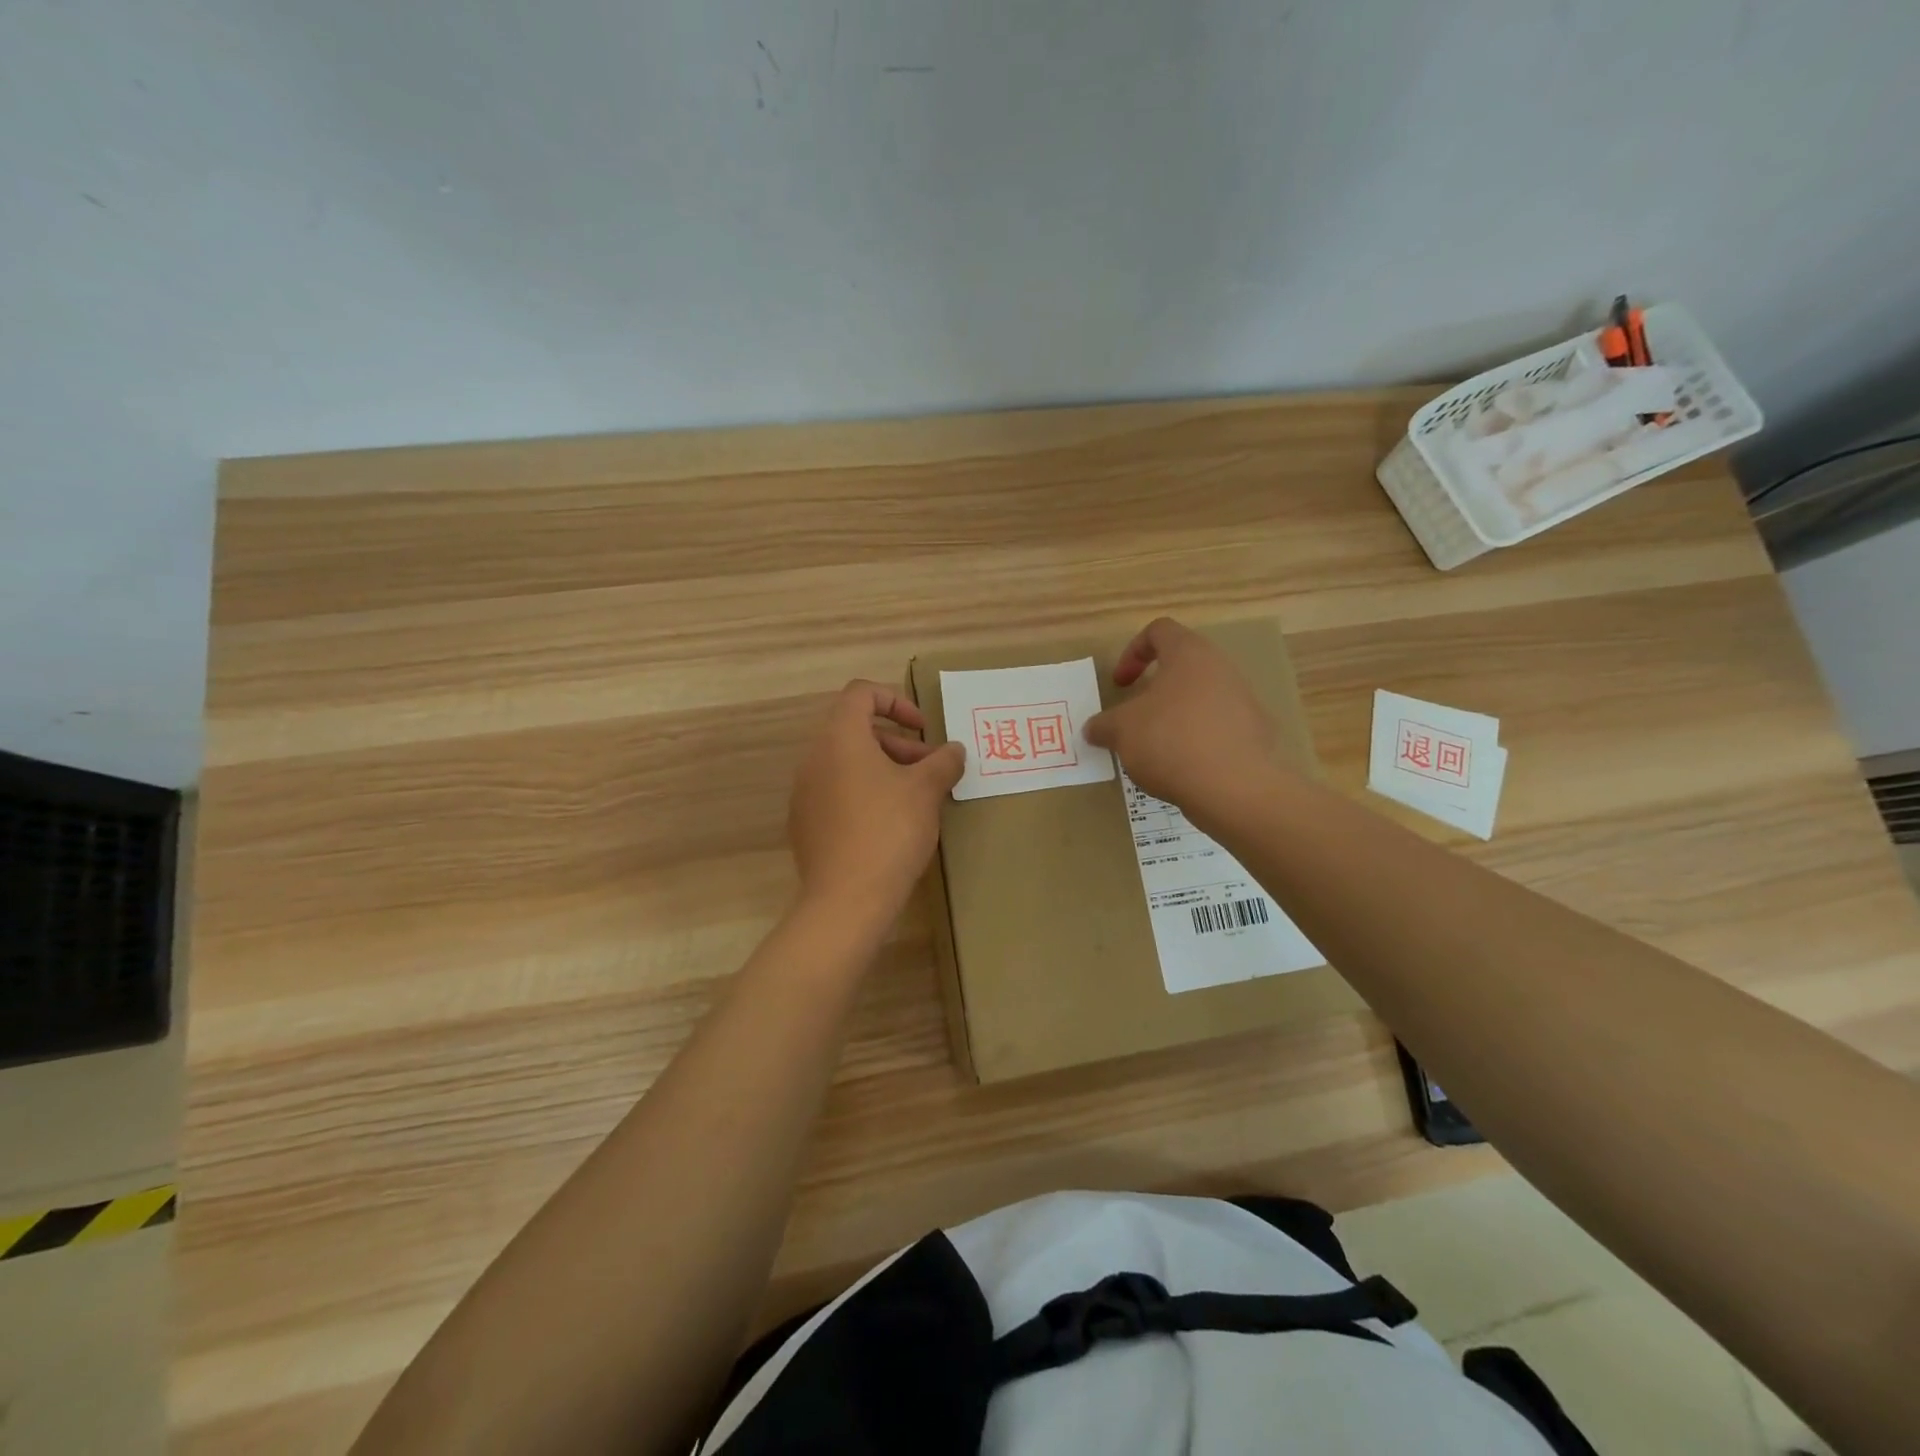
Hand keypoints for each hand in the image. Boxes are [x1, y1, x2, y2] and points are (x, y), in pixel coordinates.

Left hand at [788, 680, 965, 928]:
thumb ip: (943, 761)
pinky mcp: (805, 824)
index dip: (896, 701)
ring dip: (884, 769)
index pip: (860, 694)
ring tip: (916, 798)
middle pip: (856, 730)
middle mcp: (814, 759)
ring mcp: (805, 793)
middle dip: (898, 743)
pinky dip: (864, 793)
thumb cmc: (889, 831)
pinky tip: (890, 825)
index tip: (923, 729)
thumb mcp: (926, 791)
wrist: (847, 900)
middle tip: (930, 768)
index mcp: (840, 739)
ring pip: (847, 764)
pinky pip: (837, 793)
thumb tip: (954, 750)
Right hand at [1085, 618, 1284, 814]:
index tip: (1120, 684)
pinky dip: (1197, 739)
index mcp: (1189, 654)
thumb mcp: (1121, 731)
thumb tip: (1093, 728)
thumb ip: (1103, 725)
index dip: (1132, 652)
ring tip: (1156, 747)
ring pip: (1201, 697)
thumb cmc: (1170, 741)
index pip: (1159, 631)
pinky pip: (1218, 727)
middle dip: (1154, 690)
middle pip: (1183, 666)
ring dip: (1175, 716)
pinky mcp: (1255, 733)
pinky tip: (1182, 767)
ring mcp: (1244, 700)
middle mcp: (1221, 668)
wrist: (1234, 788)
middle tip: (1135, 717)